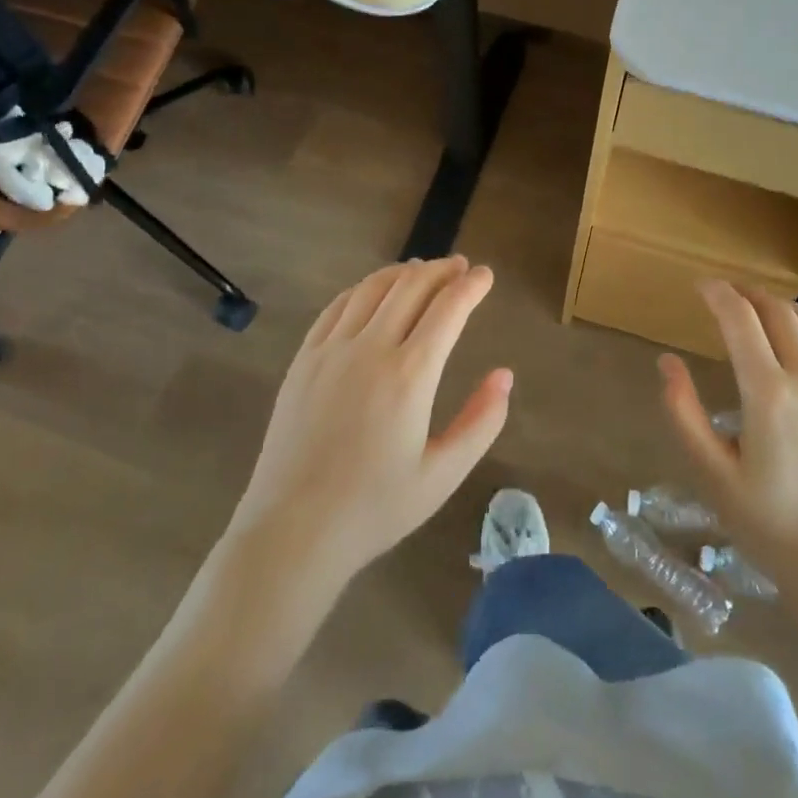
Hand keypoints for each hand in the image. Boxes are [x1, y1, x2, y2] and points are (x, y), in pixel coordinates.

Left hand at [227, 258, 511, 586]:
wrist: (293, 531)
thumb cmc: (374, 509)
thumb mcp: (442, 476)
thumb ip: (481, 422)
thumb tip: (504, 376)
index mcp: (410, 376)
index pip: (448, 309)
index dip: (471, 286)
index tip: (486, 275)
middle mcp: (370, 349)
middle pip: (411, 287)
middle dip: (440, 270)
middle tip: (459, 266)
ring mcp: (331, 350)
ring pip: (372, 289)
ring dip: (403, 273)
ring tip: (421, 271)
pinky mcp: (304, 359)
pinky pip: (337, 307)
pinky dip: (363, 289)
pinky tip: (373, 292)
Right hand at [659, 281, 797, 601]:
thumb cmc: (770, 524)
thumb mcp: (712, 473)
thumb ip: (684, 412)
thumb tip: (667, 362)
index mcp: (769, 394)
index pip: (740, 319)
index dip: (717, 294)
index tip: (698, 287)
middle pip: (777, 311)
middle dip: (746, 293)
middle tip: (722, 294)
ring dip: (778, 306)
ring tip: (755, 309)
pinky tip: (794, 342)